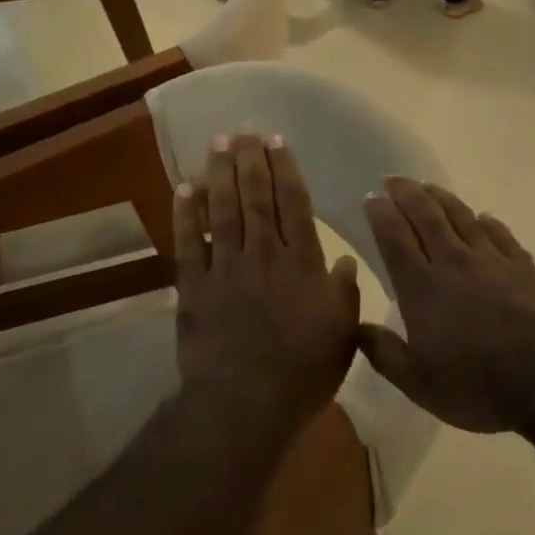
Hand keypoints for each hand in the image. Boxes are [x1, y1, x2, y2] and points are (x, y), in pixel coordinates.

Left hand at [174, 134, 361, 439]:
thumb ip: (345, 293)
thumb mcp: (342, 334)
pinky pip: (189, 242)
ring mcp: (225, 267)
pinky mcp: (194, 286)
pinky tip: (185, 188)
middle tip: (243, 130)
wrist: (244, 404)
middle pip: (256, 196)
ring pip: (223, 209)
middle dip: (250, 160)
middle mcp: (263, 253)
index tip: (276, 141)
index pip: (294, 204)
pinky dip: (186, 214)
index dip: (285, 169)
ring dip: (220, 173)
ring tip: (218, 143)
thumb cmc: (301, 372)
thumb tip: (348, 260)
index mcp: (301, 262)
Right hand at [360, 178, 534, 433]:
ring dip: (442, 198)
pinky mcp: (525, 267)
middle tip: (393, 179)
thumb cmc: (478, 384)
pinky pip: (501, 235)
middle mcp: (453, 262)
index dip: (380, 215)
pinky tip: (484, 217)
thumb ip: (384, 353)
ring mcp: (492, 260)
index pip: (394, 238)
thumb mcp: (419, 384)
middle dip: (406, 194)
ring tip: (428, 187)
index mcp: (421, 287)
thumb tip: (356, 328)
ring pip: (462, 217)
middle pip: (426, 216)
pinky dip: (488, 222)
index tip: (370, 198)